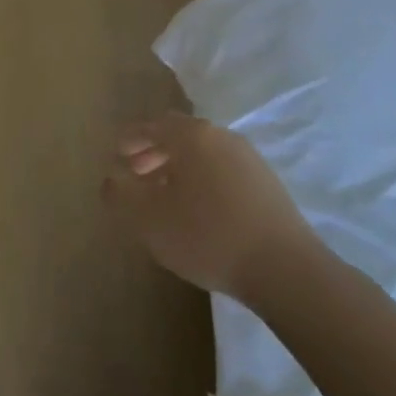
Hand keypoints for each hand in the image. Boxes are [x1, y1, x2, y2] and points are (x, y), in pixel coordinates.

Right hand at [104, 113, 316, 299]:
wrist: (284, 269)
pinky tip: (195, 209)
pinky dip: (201, 179)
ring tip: (162, 195)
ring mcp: (250, 160)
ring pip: (203, 154)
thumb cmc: (206, 235)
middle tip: (134, 174)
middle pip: (180, 136)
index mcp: (193, 136)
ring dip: (178, 167)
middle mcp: (222, 138)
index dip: (130, 138)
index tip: (115, 153)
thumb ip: (121, 194)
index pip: (153, 125)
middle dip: (153, 151)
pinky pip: (222, 171)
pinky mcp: (267, 186)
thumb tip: (111, 178)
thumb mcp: (147, 218)